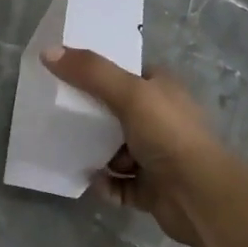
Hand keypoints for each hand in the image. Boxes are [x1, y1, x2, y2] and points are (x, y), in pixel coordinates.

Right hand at [40, 46, 229, 245]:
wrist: (199, 194)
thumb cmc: (168, 134)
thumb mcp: (128, 93)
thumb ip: (90, 72)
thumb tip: (47, 51)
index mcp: (163, 90)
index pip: (128, 74)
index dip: (99, 74)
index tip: (67, 77)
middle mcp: (162, 119)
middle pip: (117, 113)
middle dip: (92, 118)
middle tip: (62, 118)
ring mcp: (158, 155)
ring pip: (117, 150)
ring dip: (98, 154)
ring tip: (75, 152)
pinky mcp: (151, 188)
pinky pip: (120, 184)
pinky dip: (106, 184)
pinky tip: (95, 182)